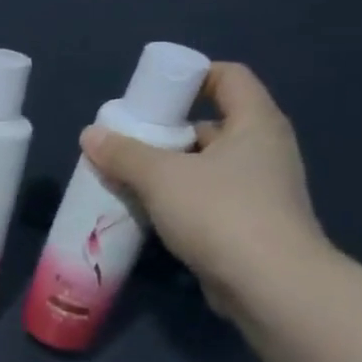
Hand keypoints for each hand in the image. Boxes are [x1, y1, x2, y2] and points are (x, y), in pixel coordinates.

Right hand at [80, 62, 327, 318]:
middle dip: (167, 131)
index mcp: (255, 123)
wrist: (271, 286)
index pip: (229, 77)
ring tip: (126, 178)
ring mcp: (261, 190)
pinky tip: (147, 213)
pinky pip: (208, 199)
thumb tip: (91, 134)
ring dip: (169, 170)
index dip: (191, 76)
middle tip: (126, 142)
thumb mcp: (161, 177)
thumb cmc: (221, 213)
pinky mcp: (251, 225)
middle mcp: (264, 150)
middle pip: (212, 124)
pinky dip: (179, 201)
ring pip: (206, 166)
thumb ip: (123, 153)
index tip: (152, 94)